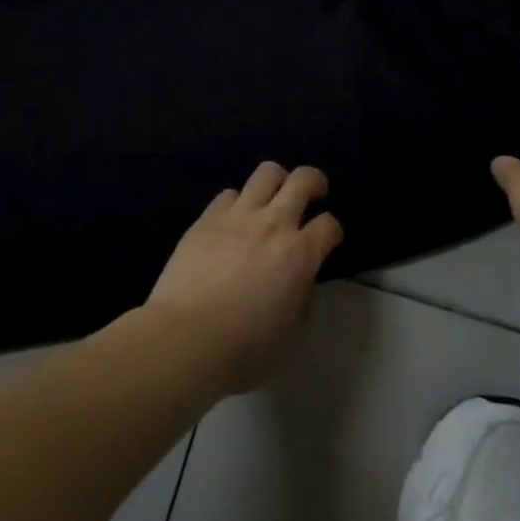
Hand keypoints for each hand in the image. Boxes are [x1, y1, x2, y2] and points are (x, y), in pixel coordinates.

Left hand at [145, 163, 343, 393]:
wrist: (186, 338)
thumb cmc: (245, 348)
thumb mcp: (290, 331)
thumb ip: (301, 297)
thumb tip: (299, 282)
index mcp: (300, 254)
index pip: (329, 225)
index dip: (332, 230)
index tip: (327, 240)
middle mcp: (273, 224)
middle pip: (303, 180)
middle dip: (314, 182)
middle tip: (313, 194)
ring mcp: (238, 216)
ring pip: (266, 173)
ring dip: (276, 180)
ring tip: (273, 196)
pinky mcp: (206, 218)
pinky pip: (228, 194)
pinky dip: (237, 202)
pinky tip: (233, 219)